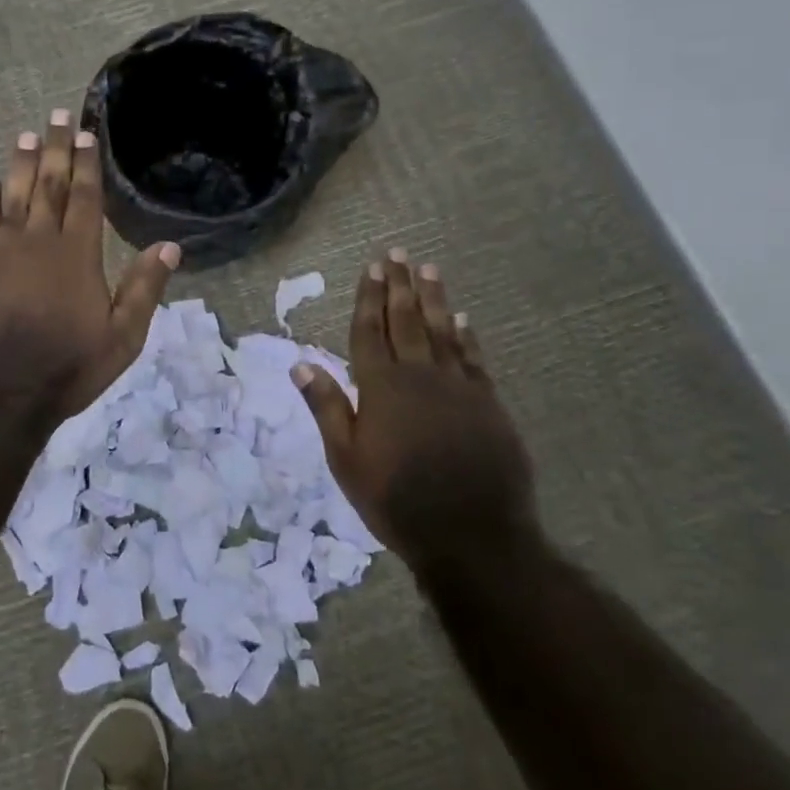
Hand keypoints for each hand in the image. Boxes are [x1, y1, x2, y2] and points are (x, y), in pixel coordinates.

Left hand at [0, 110, 179, 420]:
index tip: (88, 133)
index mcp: (77, 254)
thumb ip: (144, 288)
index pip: (85, 198)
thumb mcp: (122, 337)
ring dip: (21, 165)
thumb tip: (170, 246)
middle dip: (56, 149)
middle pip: (49, 186)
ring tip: (26, 136)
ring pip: (13, 196)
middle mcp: (38, 241)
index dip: (87, 164)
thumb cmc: (66, 367)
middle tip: (57, 115)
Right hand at [292, 249, 535, 571]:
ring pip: (442, 332)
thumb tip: (301, 363)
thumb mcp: (346, 459)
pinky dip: (466, 337)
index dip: (368, 298)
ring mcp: (458, 388)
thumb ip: (326, 407)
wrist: (471, 535)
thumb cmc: (395, 499)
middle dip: (398, 286)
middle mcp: (419, 376)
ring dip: (433, 299)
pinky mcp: (488, 404)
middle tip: (396, 253)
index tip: (370, 268)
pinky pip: (474, 359)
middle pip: (405, 321)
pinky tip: (463, 319)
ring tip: (427, 269)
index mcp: (380, 388)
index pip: (369, 332)